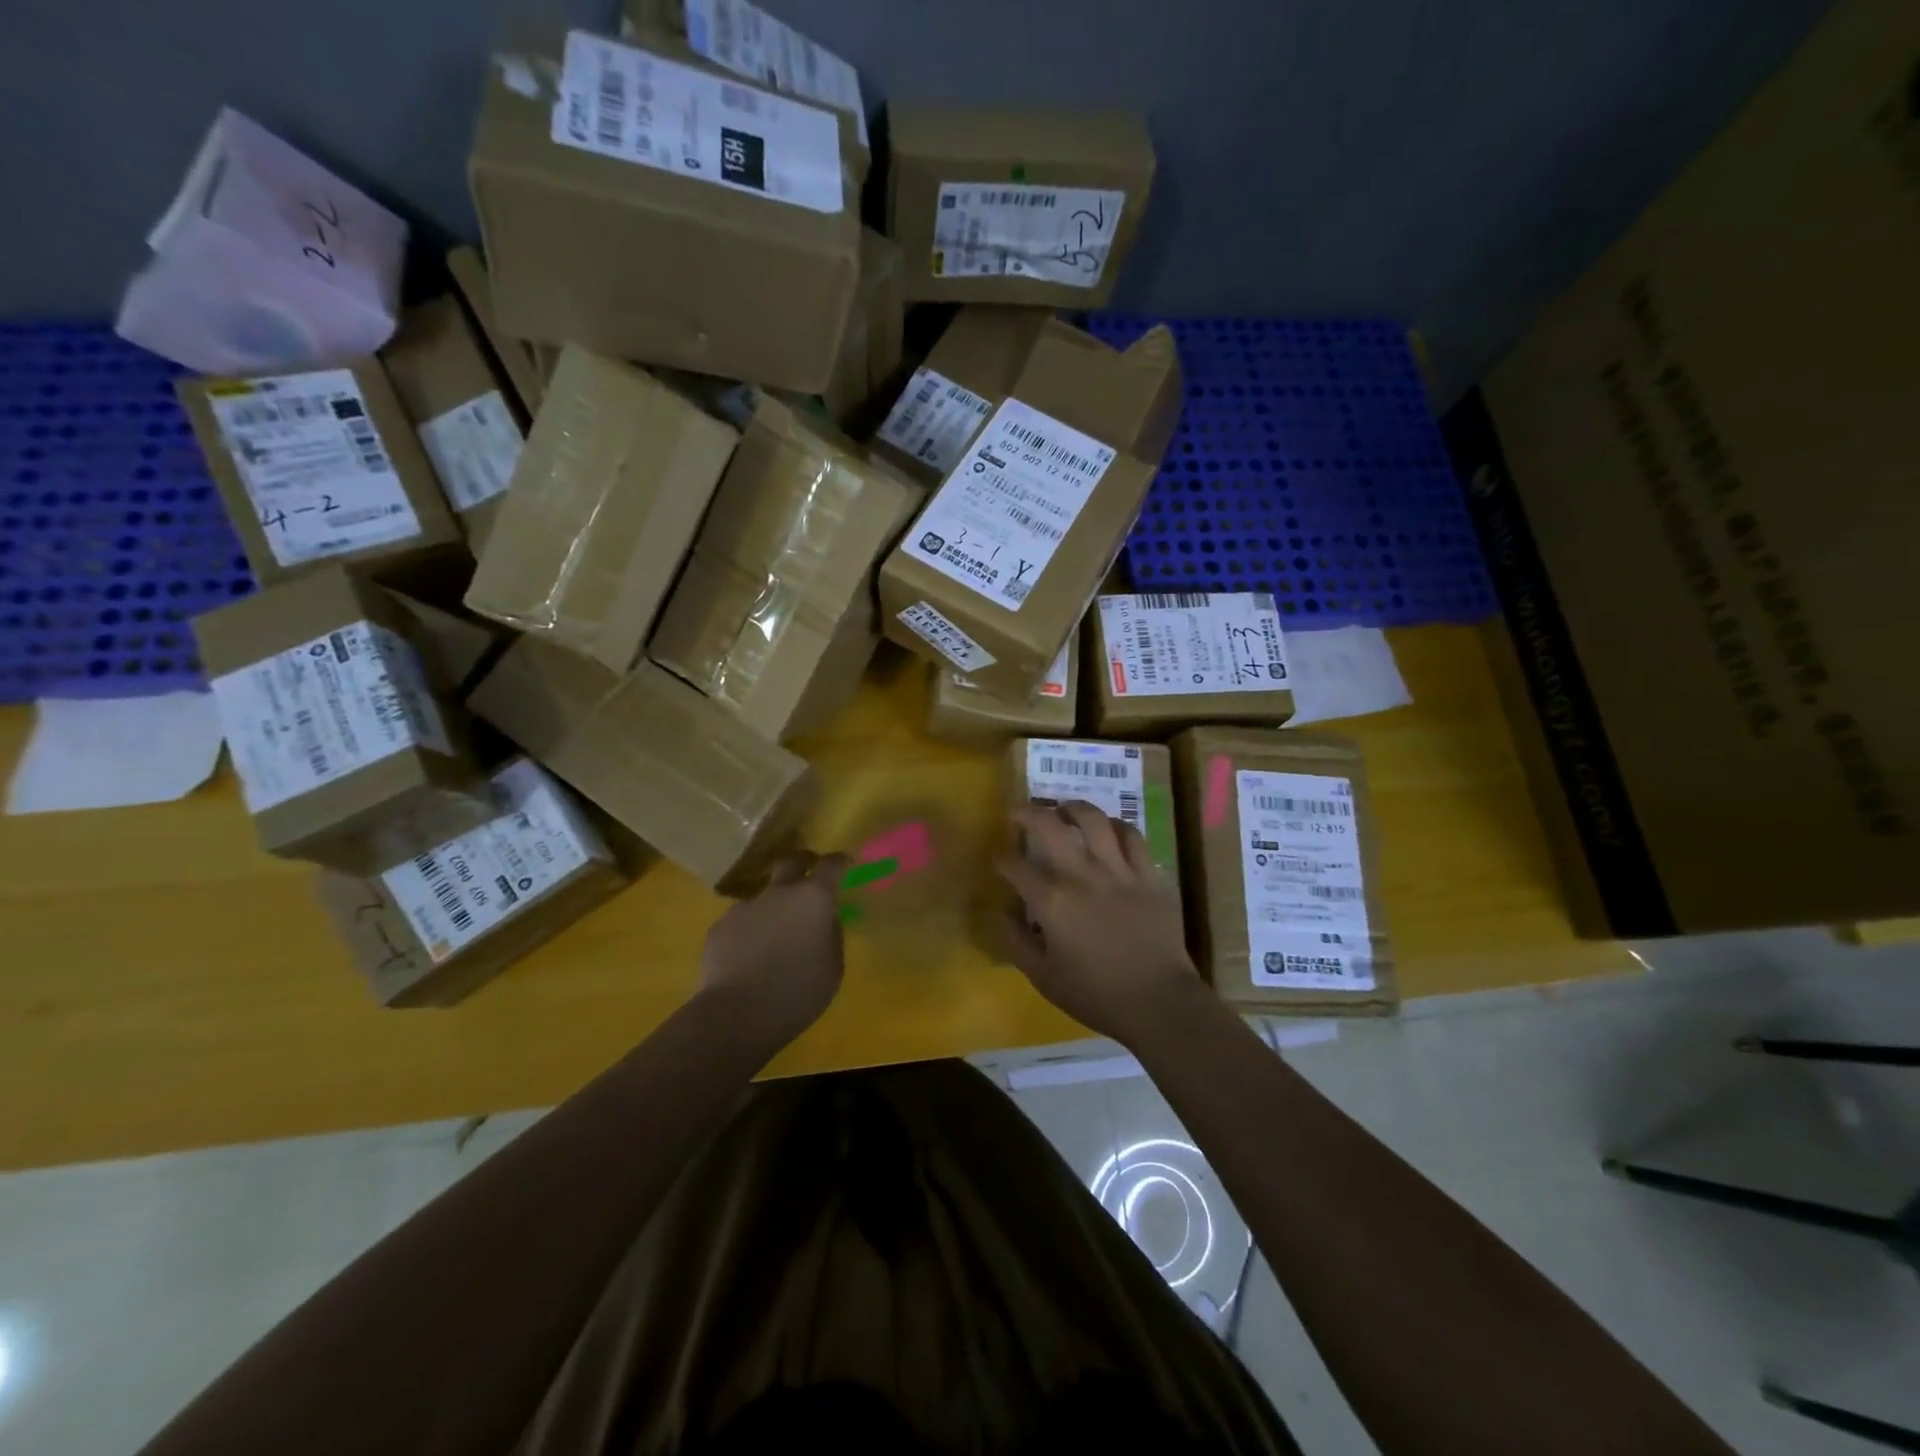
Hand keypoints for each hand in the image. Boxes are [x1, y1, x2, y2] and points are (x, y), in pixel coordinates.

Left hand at [697, 851, 849, 1049]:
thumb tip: (823, 921)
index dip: (839, 862)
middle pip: (790, 861)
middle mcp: (779, 893)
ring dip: (773, 909)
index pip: (831, 864)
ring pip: (764, 897)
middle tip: (807, 880)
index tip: (844, 864)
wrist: (736, 1015)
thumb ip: (831, 935)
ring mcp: (746, 907)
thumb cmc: (797, 993)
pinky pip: (742, 922)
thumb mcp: (833, 967)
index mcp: (813, 899)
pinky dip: (749, 933)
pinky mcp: (720, 926)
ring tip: (774, 941)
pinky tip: (748, 960)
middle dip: (801, 864)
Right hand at [997, 802, 1203, 1048]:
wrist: (1158, 1002)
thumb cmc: (1096, 995)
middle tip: (1018, 813)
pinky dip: (1117, 826)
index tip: (999, 862)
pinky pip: (1132, 836)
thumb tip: (1000, 914)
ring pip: (1093, 820)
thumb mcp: (1044, 978)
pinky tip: (1108, 828)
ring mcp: (1118, 871)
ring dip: (1073, 808)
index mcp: (1052, 901)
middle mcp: (1082, 875)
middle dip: (1027, 814)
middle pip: (1049, 827)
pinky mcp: (1148, 874)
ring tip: (1063, 807)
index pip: (1016, 867)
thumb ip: (1016, 943)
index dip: (1002, 861)